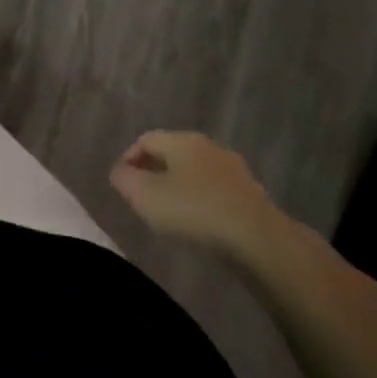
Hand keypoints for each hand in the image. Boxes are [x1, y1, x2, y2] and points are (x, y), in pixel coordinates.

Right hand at [108, 131, 287, 260]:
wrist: (257, 237)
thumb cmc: (194, 210)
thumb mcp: (145, 196)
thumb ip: (125, 180)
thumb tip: (120, 171)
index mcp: (181, 140)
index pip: (145, 139)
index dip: (128, 158)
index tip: (122, 183)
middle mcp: (207, 146)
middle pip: (171, 152)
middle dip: (153, 171)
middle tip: (142, 196)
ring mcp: (232, 168)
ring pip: (194, 171)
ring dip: (178, 185)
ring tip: (169, 211)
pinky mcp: (249, 192)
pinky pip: (214, 189)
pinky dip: (200, 199)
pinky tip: (198, 221)